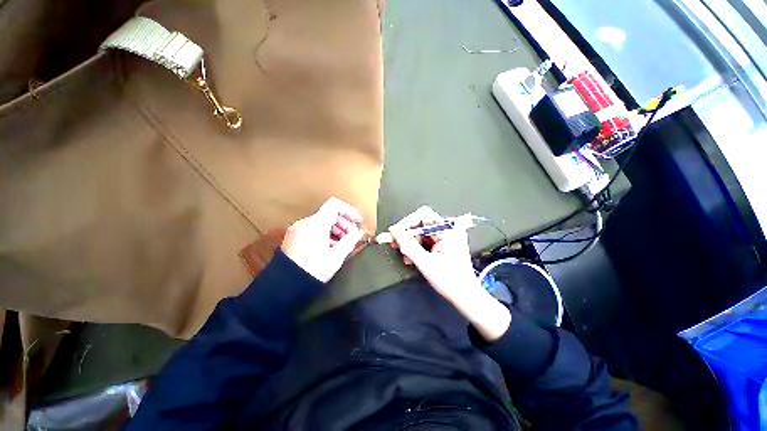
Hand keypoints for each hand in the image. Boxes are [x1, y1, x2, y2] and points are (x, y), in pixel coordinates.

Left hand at [281, 197, 365, 282]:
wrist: (285, 286)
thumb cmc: (313, 270)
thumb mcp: (336, 257)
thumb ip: (350, 241)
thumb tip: (358, 233)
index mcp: (316, 223)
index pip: (335, 205)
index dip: (349, 210)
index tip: (357, 221)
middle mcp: (305, 222)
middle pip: (329, 214)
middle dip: (344, 223)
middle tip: (352, 236)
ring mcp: (297, 230)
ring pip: (321, 222)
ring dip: (335, 229)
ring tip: (343, 243)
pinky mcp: (293, 238)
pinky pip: (313, 229)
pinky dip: (325, 234)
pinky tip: (330, 247)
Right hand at [388, 206, 480, 300]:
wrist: (465, 296)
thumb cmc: (449, 281)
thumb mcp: (425, 262)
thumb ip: (408, 245)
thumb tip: (393, 231)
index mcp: (448, 230)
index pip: (423, 215)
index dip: (407, 222)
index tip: (395, 234)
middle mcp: (449, 229)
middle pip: (421, 223)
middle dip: (407, 235)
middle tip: (396, 246)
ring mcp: (447, 235)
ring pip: (421, 232)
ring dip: (410, 243)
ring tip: (406, 258)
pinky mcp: (444, 242)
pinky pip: (425, 239)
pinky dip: (416, 247)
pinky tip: (412, 258)